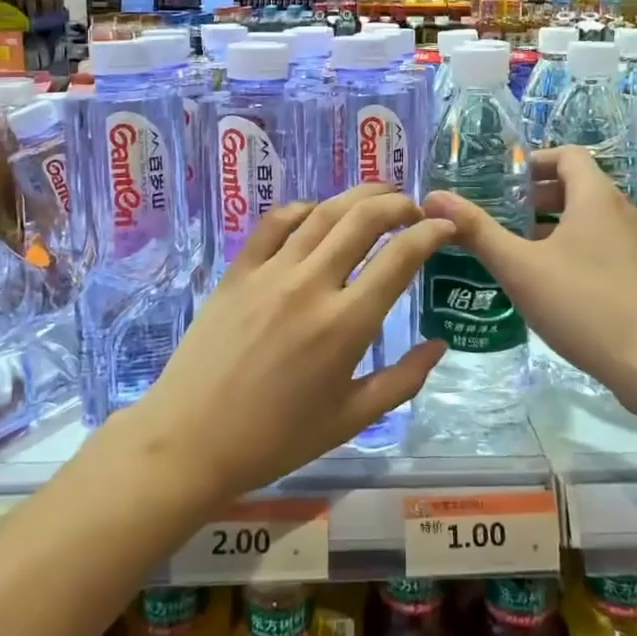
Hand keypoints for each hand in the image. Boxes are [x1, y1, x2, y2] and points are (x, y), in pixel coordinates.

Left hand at [130, 184, 450, 500]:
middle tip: (414, 208)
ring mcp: (271, 272)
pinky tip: (318, 213)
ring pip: (323, 212)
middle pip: (364, 219)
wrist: (191, 440)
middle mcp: (312, 285)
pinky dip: (304, 208)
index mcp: (346, 324)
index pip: (400, 258)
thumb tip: (439, 345)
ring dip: (358, 196)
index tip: (446, 227)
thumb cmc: (276, 438)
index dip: (430, 234)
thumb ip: (403, 380)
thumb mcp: (351, 419)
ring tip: (379, 195)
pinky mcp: (239, 270)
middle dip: (398, 204)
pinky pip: (275, 223)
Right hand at [423, 147, 636, 404]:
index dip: (534, 161)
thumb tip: (435, 197)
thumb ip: (477, 231)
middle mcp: (623, 211)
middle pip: (579, 186)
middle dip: (538, 195)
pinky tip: (553, 282)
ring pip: (591, 218)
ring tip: (520, 247)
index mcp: (596, 197)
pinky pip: (604, 244)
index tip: (503, 180)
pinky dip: (576, 246)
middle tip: (502, 214)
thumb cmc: (585, 306)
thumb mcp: (520, 268)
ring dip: (556, 223)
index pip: (568, 155)